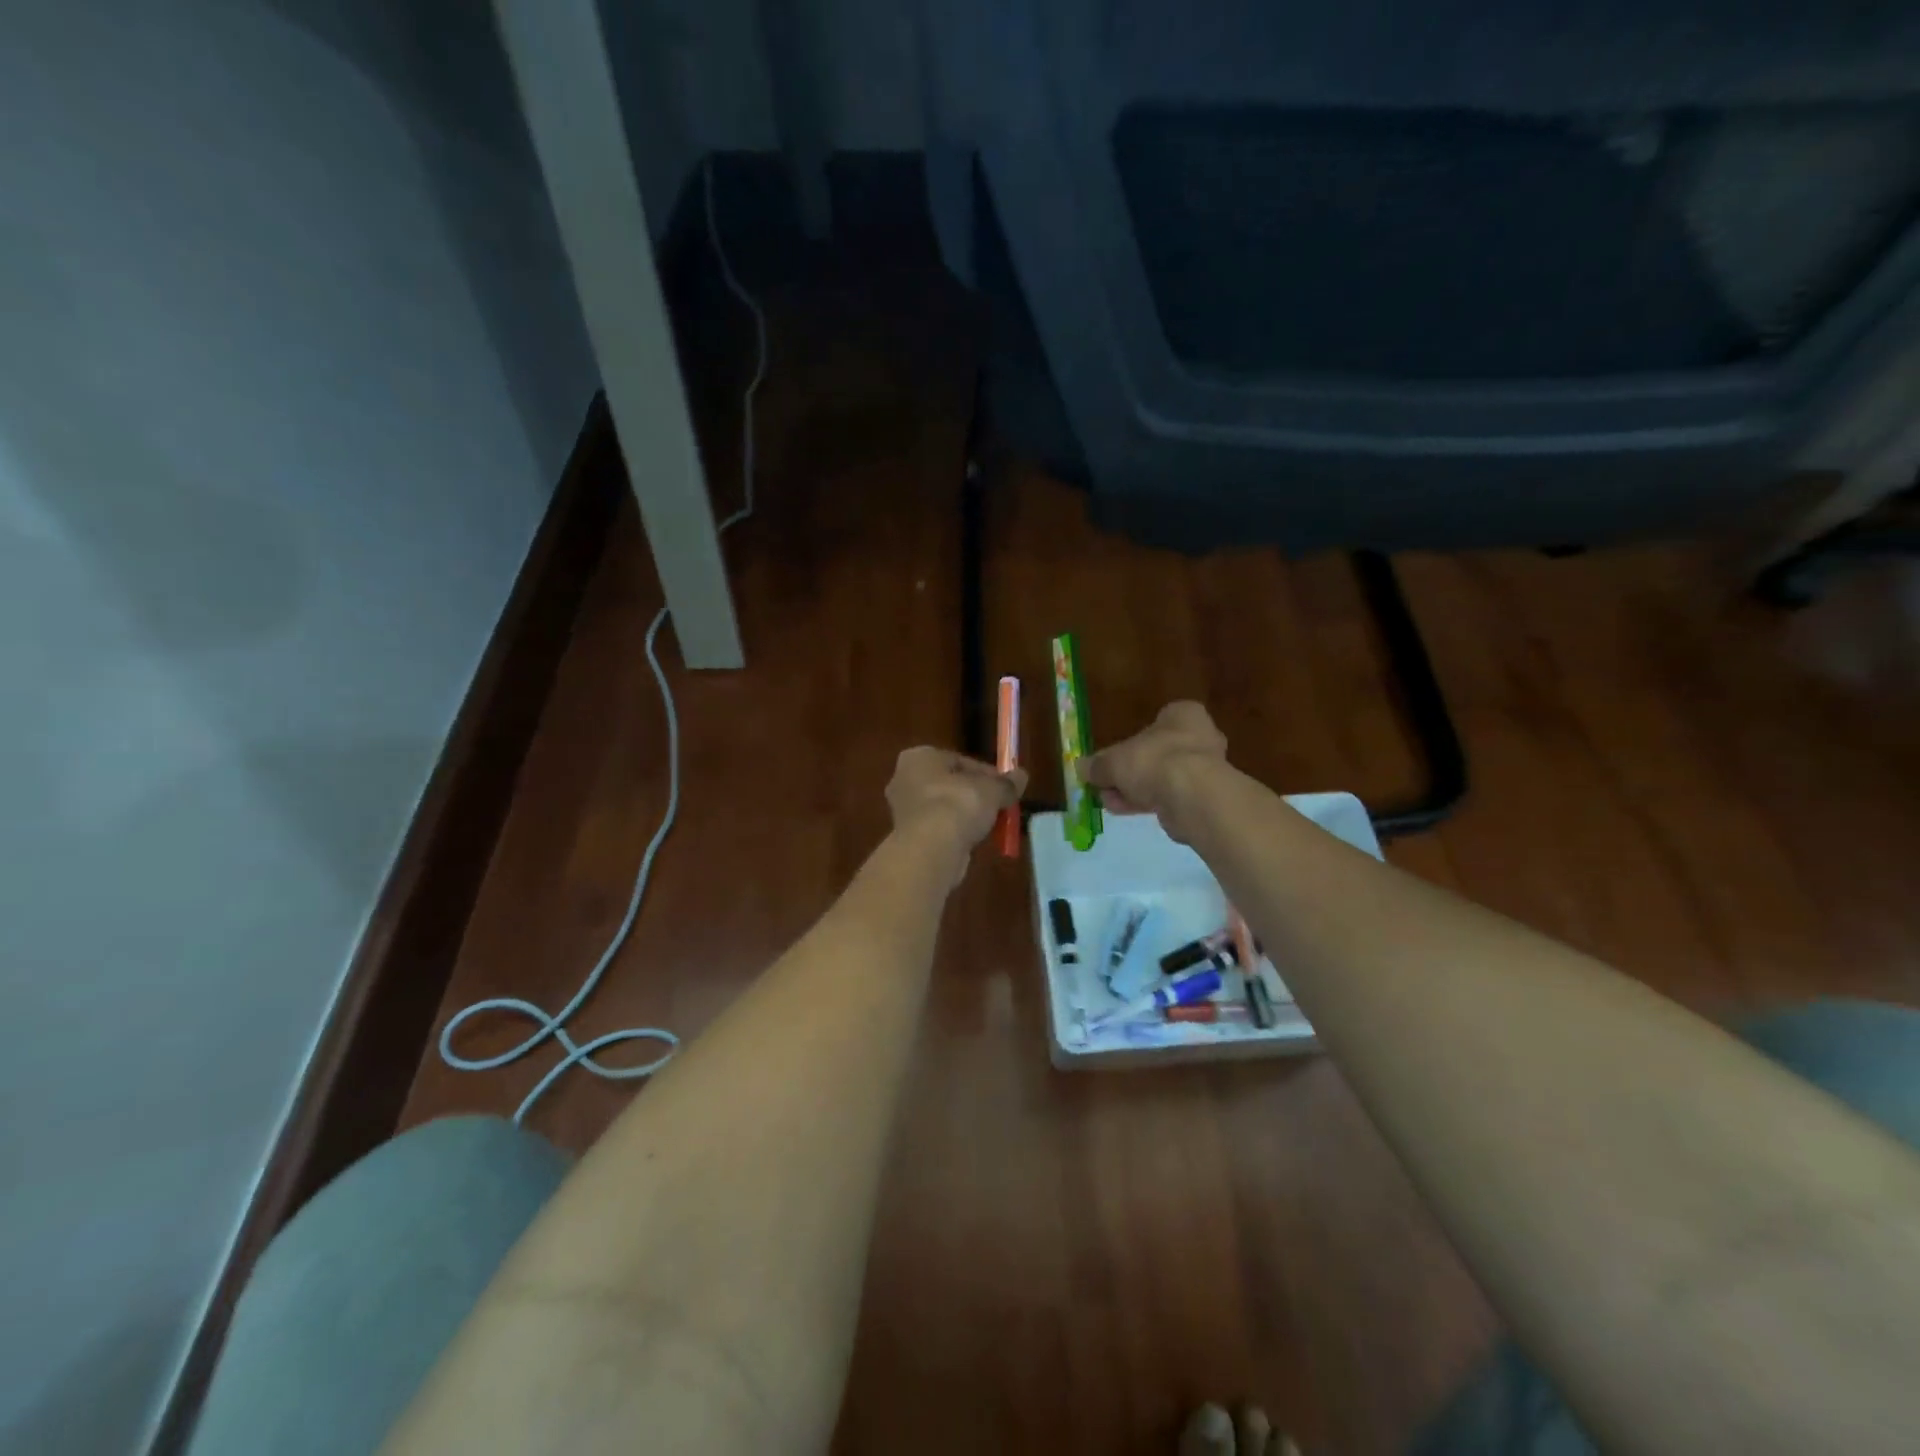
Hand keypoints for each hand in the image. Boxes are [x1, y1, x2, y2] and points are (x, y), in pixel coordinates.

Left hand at [886, 748, 1026, 873]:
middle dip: (974, 795)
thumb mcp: (992, 790)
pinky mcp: (906, 836)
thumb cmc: (958, 804)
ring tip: (989, 826)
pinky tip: (972, 841)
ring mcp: (902, 810)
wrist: (931, 849)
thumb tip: (1022, 775)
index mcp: (919, 757)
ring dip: (964, 816)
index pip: (959, 760)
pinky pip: (937, 829)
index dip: (986, 774)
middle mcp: (903, 779)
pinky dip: (954, 833)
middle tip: (998, 806)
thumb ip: (1007, 783)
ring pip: (943, 808)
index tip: (1004, 787)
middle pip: (949, 784)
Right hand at [1082, 701, 1227, 843]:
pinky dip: (1149, 803)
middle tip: (1107, 785)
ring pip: (1162, 778)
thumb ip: (1098, 765)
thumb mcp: (1114, 761)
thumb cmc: (1154, 761)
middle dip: (1130, 772)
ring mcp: (1206, 769)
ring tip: (1110, 803)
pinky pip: (1171, 797)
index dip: (1131, 742)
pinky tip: (1126, 811)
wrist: (1191, 796)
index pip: (1157, 722)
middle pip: (1156, 754)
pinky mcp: (1205, 798)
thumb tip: (1081, 767)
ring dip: (1135, 790)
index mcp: (1184, 715)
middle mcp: (1200, 737)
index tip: (1113, 760)